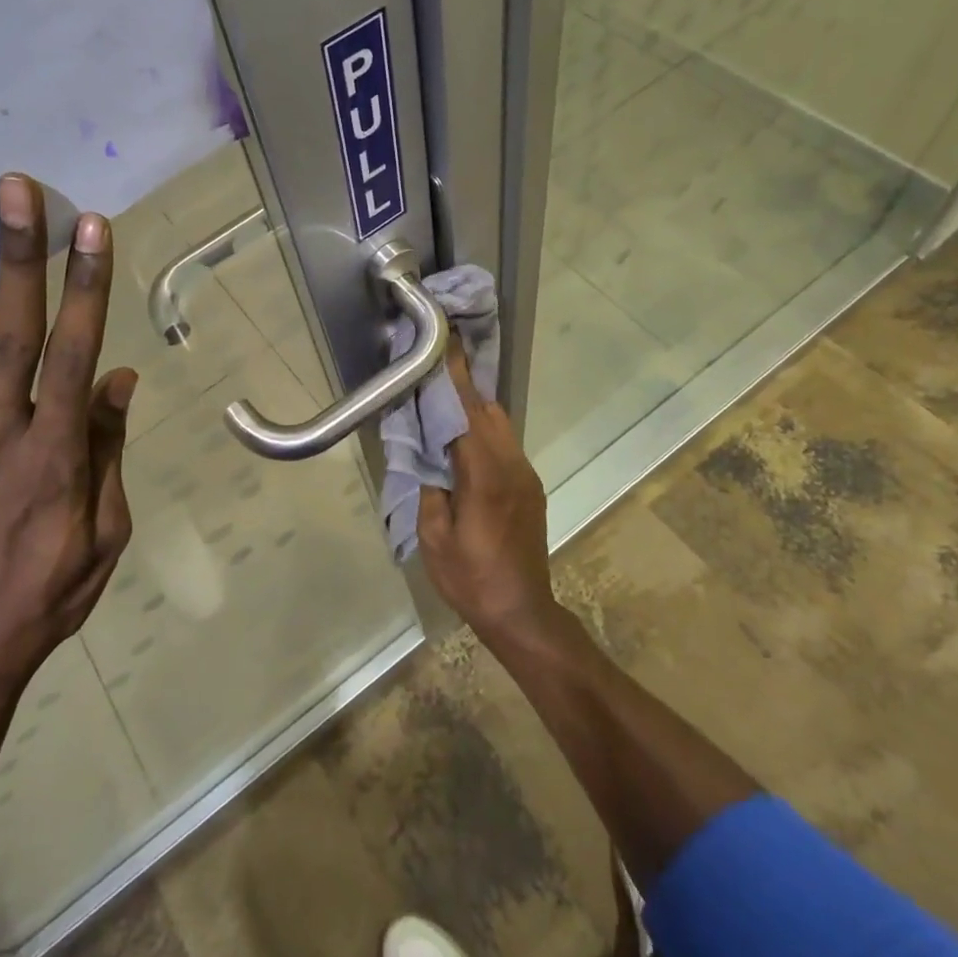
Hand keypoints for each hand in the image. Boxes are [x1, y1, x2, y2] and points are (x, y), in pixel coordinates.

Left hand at [0, 175, 135, 732]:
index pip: (75, 354)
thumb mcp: (107, 532)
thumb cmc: (51, 592)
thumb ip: (107, 450)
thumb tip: (116, 377)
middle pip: (10, 338)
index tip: (90, 228)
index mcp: (56, 454)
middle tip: (13, 191)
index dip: (85, 288)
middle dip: (17, 261)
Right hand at [415, 346, 559, 640]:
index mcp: (485, 474)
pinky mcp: (529, 487)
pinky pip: (504, 443)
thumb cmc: (471, 578)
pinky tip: (464, 434)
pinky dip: (483, 428)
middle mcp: (511, 465)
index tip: (445, 344)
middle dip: (464, 385)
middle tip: (438, 363)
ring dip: (474, 406)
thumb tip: (428, 455)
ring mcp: (525, 475)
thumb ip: (430, 487)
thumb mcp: (434, 537)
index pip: (467, 413)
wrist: (522, 612)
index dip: (454, 378)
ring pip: (500, 425)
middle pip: (488, 411)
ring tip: (446, 394)